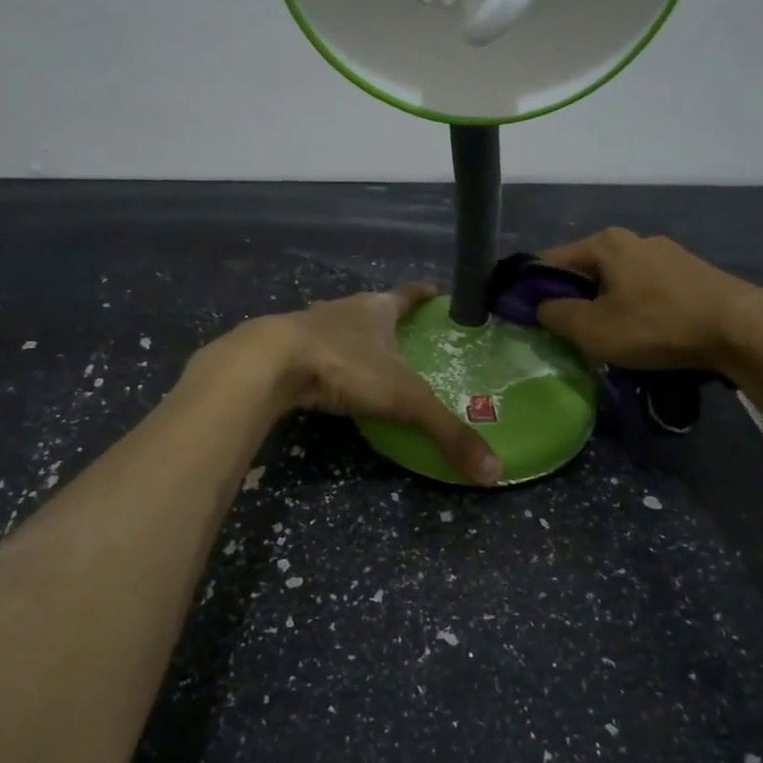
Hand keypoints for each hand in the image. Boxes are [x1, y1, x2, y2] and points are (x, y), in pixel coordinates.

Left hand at [220, 284, 501, 485]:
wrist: (269, 364)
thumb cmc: (345, 367)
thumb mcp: (404, 400)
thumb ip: (446, 432)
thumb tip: (493, 471)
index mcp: (376, 309)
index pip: (407, 295)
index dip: (423, 294)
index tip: (437, 291)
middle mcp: (343, 309)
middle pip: (371, 309)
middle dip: (388, 320)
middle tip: (407, 337)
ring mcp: (308, 325)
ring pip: (338, 327)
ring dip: (353, 339)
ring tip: (368, 360)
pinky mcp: (282, 348)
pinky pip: (311, 351)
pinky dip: (324, 361)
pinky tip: (327, 379)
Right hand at [535, 227, 762, 377]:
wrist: (742, 329)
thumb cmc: (656, 325)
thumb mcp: (592, 329)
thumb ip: (555, 315)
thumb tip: (541, 307)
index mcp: (604, 243)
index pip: (550, 261)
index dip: (533, 290)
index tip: (528, 320)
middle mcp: (634, 239)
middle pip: (586, 271)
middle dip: (574, 301)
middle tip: (570, 336)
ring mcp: (667, 255)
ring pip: (618, 282)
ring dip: (607, 307)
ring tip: (610, 341)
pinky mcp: (692, 274)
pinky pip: (647, 291)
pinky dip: (637, 310)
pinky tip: (646, 336)